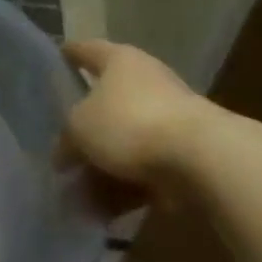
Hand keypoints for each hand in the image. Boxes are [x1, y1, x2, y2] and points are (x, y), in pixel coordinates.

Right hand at [59, 40, 209, 191]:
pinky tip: (105, 211)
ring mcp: (170, 119)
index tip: (57, 58)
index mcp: (119, 61)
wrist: (205, 160)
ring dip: (102, 167)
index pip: (86, 50)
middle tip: (60, 149)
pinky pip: (146, 169)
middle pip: (105, 103)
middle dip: (83, 130)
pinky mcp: (186, 154)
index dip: (69, 54)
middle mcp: (147, 81)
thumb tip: (63, 154)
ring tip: (77, 195)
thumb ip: (66, 139)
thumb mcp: (80, 128)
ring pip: (124, 141)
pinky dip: (126, 187)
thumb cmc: (131, 124)